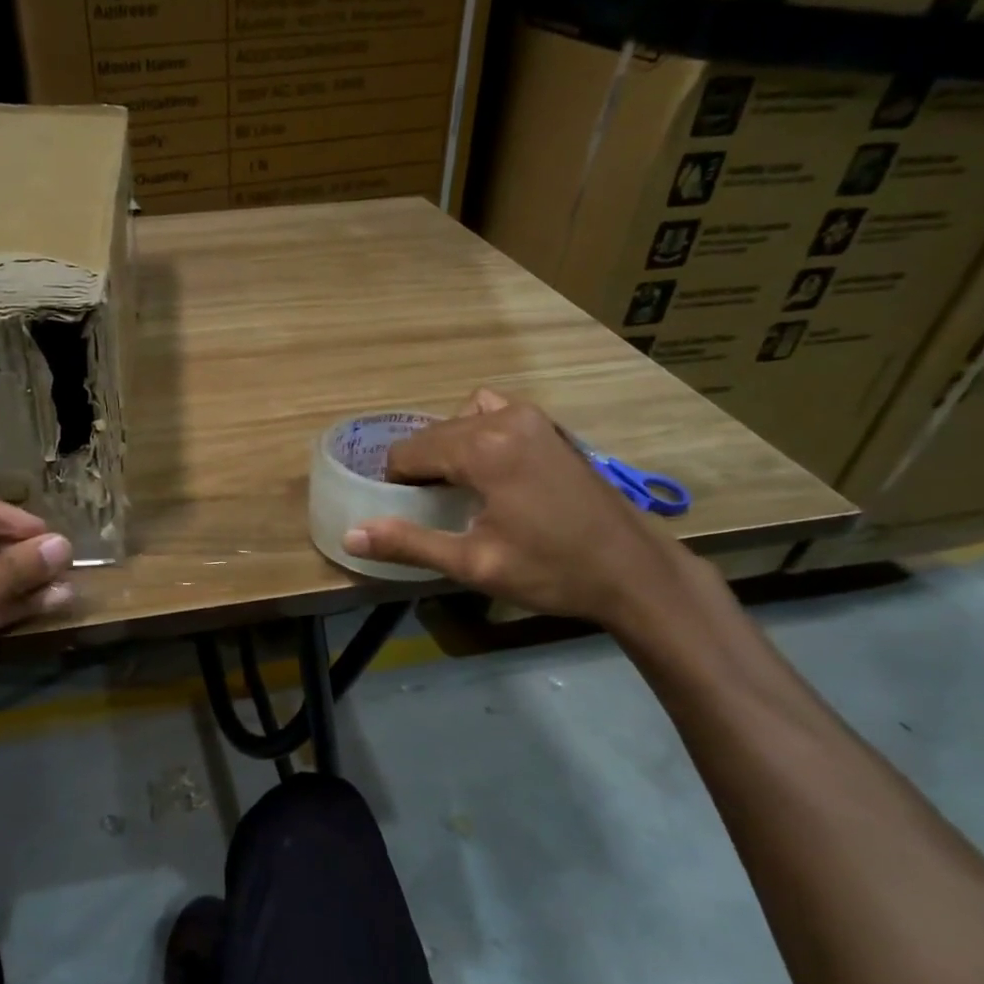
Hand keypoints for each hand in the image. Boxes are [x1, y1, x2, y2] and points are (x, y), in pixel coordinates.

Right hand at [341, 389, 695, 626]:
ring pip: (461, 421)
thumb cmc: (551, 571)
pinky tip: (487, 467)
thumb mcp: (473, 563)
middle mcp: (504, 419)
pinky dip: (477, 431)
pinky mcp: (549, 426)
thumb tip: (351, 536)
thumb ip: (409, 543)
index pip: (409, 451)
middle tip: (428, 508)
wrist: (632, 570)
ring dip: (446, 448)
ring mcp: (532, 417)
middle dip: (420, 467)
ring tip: (455, 487)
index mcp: (483, 449)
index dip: (397, 482)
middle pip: (433, 434)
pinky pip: (494, 412)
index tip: (406, 513)